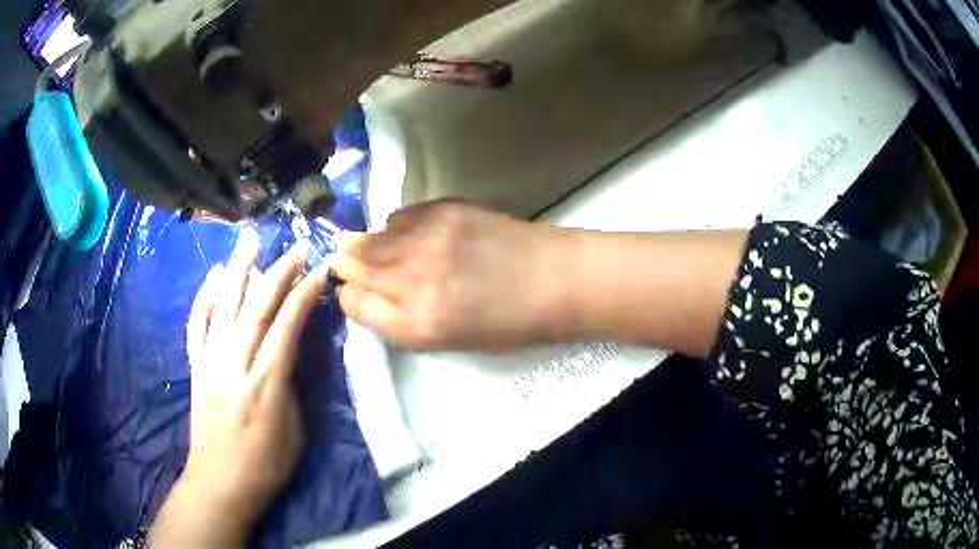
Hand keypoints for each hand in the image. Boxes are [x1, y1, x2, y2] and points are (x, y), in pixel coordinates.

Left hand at [150, 229, 328, 546]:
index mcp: (265, 385)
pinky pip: (196, 326)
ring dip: (238, 271)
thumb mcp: (295, 432)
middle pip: (256, 308)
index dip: (304, 294)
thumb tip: (288, 352)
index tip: (319, 270)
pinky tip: (213, 278)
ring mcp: (209, 364)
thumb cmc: (265, 467)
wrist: (219, 483)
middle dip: (279, 273)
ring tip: (250, 241)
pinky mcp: (195, 368)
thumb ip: (291, 386)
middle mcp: (234, 366)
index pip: (287, 326)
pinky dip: (203, 298)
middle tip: (297, 247)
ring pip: (223, 307)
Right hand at [331, 200, 573, 351]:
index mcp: (419, 324)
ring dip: (367, 244)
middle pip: (355, 265)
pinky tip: (412, 234)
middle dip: (346, 265)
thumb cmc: (512, 325)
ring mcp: (429, 239)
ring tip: (378, 248)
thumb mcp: (452, 342)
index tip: (354, 292)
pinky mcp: (445, 209)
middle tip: (346, 262)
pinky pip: (400, 216)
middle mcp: (414, 280)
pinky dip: (397, 226)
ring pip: (371, 236)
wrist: (557, 281)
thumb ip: (405, 320)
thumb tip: (370, 293)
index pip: (354, 304)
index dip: (349, 297)